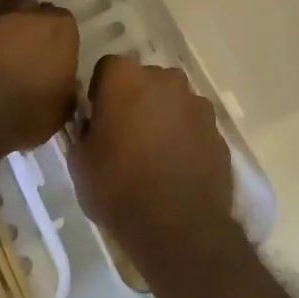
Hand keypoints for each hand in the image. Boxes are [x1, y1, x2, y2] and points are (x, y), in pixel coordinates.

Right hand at [68, 54, 234, 275]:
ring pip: (172, 101)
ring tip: (154, 155)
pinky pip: (193, 125)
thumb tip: (91, 122)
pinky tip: (177, 168)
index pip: (108, 68)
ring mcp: (196, 103)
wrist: (179, 228)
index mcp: (125, 79)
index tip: (98, 119)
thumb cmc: (119, 189)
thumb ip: (83, 130)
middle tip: (126, 136)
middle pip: (144, 80)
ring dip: (163, 117)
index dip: (101, 91)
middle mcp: (164, 79)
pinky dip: (185, 137)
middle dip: (135, 100)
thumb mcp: (80, 162)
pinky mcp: (218, 130)